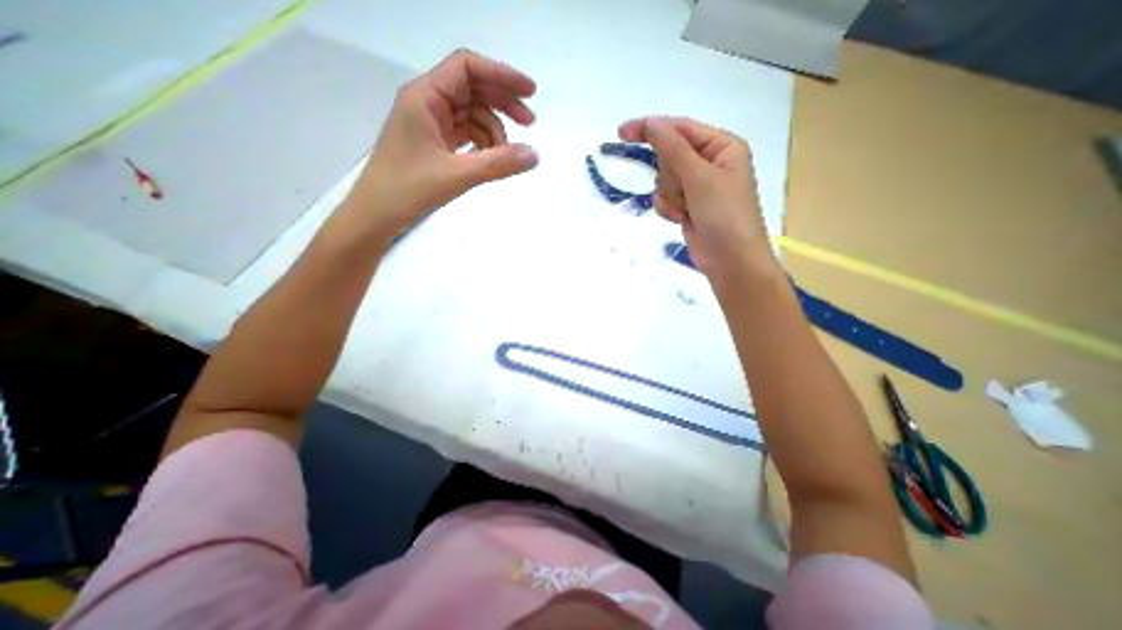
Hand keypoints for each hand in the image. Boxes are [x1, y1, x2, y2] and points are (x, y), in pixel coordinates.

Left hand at [349, 50, 542, 234]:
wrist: (376, 216)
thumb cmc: (408, 190)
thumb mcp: (458, 175)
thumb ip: (498, 164)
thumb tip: (535, 155)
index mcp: (425, 96)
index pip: (467, 69)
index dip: (501, 75)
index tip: (531, 93)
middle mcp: (426, 103)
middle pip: (472, 90)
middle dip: (502, 104)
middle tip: (530, 124)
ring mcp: (430, 124)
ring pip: (471, 116)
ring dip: (493, 132)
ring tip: (505, 157)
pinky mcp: (433, 144)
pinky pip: (465, 135)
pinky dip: (481, 145)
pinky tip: (490, 159)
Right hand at [617, 113, 778, 280]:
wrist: (730, 260)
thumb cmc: (724, 214)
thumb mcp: (700, 177)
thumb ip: (673, 148)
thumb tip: (651, 122)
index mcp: (721, 146)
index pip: (680, 129)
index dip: (651, 129)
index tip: (622, 133)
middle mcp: (709, 162)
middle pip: (669, 156)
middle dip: (670, 176)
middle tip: (685, 191)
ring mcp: (697, 186)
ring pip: (664, 179)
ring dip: (670, 196)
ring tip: (686, 210)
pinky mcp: (688, 205)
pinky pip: (665, 197)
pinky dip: (668, 208)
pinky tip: (681, 218)